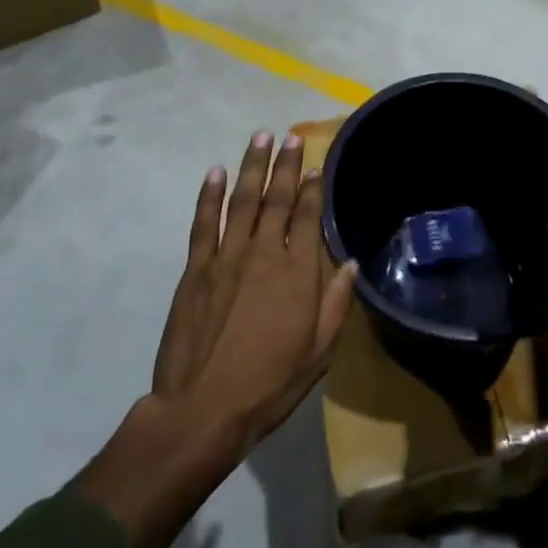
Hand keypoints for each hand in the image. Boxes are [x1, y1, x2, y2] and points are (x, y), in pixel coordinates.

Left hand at [74, 130, 357, 547]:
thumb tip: (351, 262)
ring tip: (260, 138)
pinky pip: (204, 223)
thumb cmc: (270, 383)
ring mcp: (227, 256)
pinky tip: (215, 172)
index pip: (309, 215)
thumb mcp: (318, 351)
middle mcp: (264, 252)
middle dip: (286, 166)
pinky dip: (209, 195)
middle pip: (278, 199)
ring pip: (242, 200)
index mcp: (297, 271)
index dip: (314, 188)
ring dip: (252, 167)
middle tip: (291, 138)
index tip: (316, 166)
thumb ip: (336, 302)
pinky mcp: (197, 268)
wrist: (203, 409)